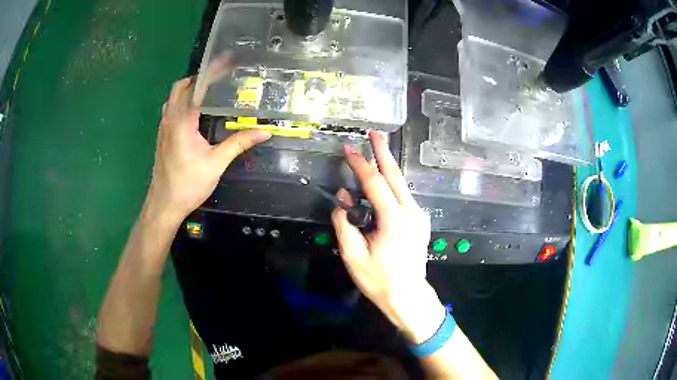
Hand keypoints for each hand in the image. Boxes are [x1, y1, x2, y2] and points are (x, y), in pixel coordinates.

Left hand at [146, 77, 270, 223]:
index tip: (226, 60)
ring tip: (207, 91)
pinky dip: (181, 101)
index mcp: (183, 121)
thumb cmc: (189, 184)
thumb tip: (264, 132)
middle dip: (198, 77)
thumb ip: (239, 143)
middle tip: (217, 78)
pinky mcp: (162, 135)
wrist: (164, 203)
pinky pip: (170, 108)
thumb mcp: (216, 163)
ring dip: (187, 89)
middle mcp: (170, 119)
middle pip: (180, 87)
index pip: (197, 87)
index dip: (212, 71)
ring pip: (172, 97)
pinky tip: (193, 112)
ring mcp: (163, 127)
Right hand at [332, 131, 444, 342]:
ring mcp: (419, 216)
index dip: (359, 163)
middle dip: (383, 152)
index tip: (348, 148)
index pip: (374, 182)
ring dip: (388, 166)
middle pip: (395, 175)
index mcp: (394, 218)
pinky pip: (404, 196)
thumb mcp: (353, 254)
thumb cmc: (379, 279)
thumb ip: (345, 223)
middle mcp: (411, 211)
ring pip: (401, 184)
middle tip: (374, 133)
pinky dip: (392, 184)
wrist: (408, 296)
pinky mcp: (420, 221)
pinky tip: (383, 181)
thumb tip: (343, 198)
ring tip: (376, 151)